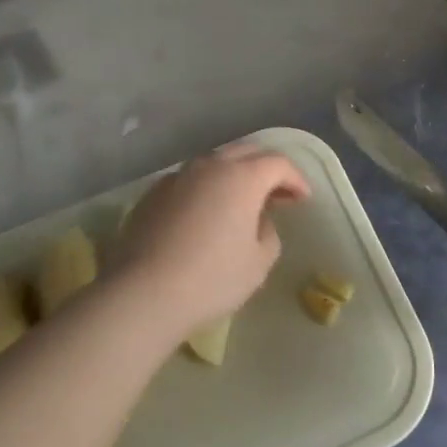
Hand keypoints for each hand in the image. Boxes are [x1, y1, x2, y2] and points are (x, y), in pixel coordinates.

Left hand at [114, 144, 309, 342]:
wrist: (143, 294)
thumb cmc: (212, 278)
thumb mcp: (259, 263)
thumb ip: (268, 233)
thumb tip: (258, 221)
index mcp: (242, 177)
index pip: (278, 163)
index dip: (295, 179)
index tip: (303, 198)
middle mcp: (210, 166)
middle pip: (246, 152)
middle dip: (266, 169)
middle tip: (277, 194)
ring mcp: (178, 176)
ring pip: (215, 163)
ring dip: (234, 175)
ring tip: (241, 202)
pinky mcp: (153, 193)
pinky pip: (190, 180)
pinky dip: (206, 188)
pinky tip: (205, 214)